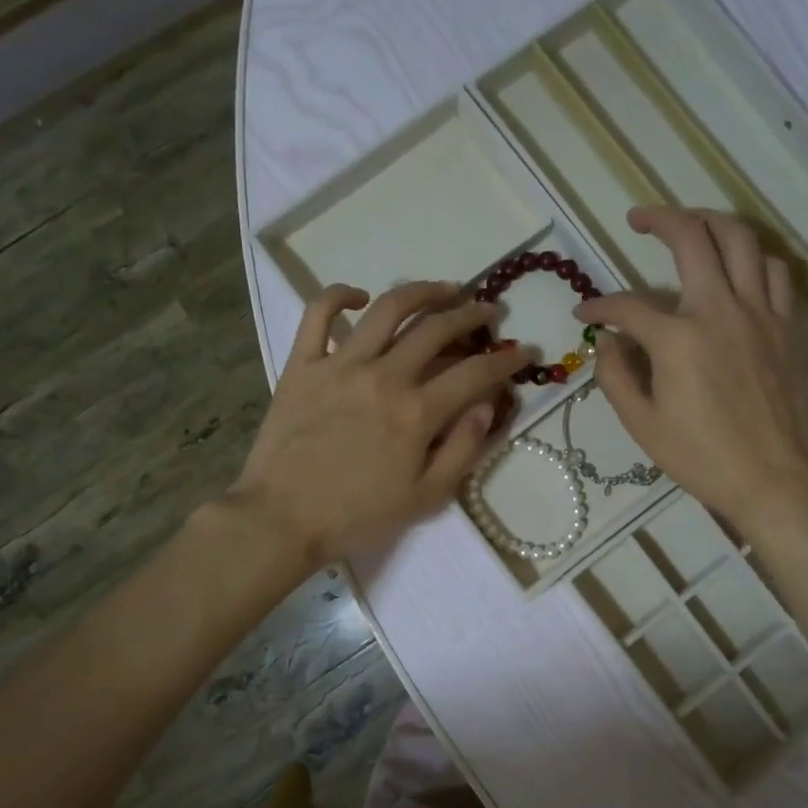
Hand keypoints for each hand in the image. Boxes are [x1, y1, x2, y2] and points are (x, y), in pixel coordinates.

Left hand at [232, 281, 528, 564]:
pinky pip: (318, 314)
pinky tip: (360, 297)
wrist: (282, 519)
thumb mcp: (425, 498)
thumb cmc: (358, 515)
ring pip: (389, 308)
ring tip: (445, 289)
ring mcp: (340, 364)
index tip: (525, 351)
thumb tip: (487, 406)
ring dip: (423, 292)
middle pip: (437, 329)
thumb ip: (463, 450)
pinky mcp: (303, 364)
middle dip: (472, 315)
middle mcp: (384, 376)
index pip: (475, 373)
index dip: (507, 359)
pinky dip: (339, 295)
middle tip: (488, 311)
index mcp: (416, 413)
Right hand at [577, 207, 807, 528]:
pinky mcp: (784, 326)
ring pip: (740, 239)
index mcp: (677, 339)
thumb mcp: (642, 425)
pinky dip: (752, 256)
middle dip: (659, 219)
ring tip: (690, 226)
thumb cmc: (701, 458)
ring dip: (710, 221)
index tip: (584, 315)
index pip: (627, 307)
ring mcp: (758, 313)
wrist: (772, 478)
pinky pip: (773, 270)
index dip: (599, 307)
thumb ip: (616, 376)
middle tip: (638, 219)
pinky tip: (737, 265)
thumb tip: (607, 342)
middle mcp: (719, 310)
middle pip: (691, 238)